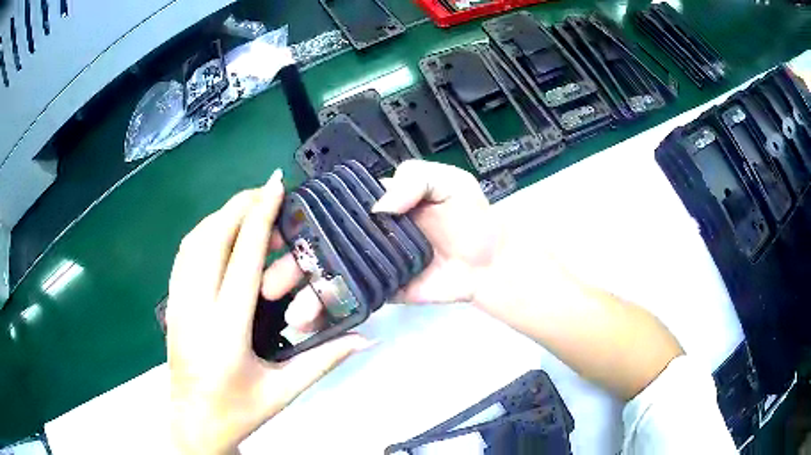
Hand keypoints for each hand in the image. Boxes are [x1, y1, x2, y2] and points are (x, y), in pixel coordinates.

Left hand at [167, 170, 370, 454]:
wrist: (193, 422)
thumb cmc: (238, 411)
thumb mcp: (284, 391)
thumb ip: (325, 360)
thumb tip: (365, 338)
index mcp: (226, 330)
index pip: (243, 259)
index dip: (259, 217)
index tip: (274, 187)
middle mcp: (196, 308)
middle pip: (212, 238)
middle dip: (238, 206)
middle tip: (265, 190)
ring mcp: (178, 303)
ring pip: (193, 242)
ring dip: (220, 216)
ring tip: (247, 206)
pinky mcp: (171, 304)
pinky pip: (183, 256)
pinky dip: (203, 232)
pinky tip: (219, 231)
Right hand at [279, 160, 504, 330]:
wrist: (488, 261)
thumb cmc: (469, 216)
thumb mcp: (447, 183)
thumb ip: (415, 179)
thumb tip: (379, 205)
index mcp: (370, 204)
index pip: (326, 208)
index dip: (297, 220)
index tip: (269, 235)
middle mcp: (361, 234)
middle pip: (318, 248)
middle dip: (291, 265)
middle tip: (268, 284)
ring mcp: (368, 266)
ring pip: (329, 279)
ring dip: (306, 296)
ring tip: (290, 314)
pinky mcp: (379, 292)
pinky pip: (350, 301)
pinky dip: (331, 314)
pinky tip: (312, 326)